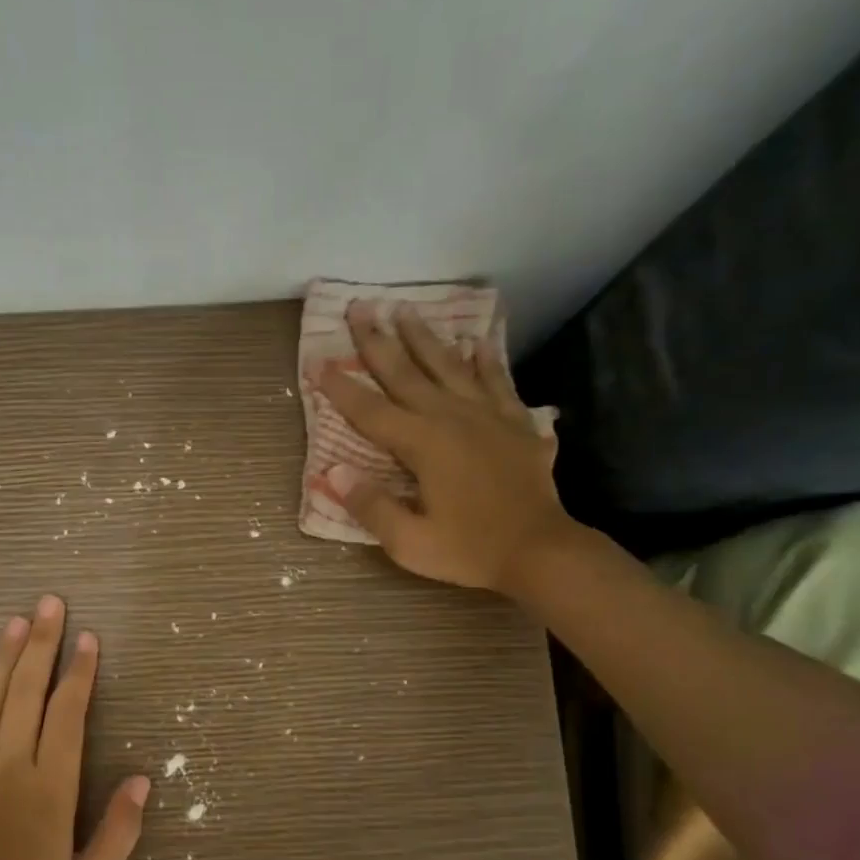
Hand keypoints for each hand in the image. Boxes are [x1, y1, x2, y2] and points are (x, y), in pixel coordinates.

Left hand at [0, 595, 148, 859]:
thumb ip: (119, 832)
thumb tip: (143, 780)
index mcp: (50, 785)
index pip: (68, 713)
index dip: (80, 673)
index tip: (88, 639)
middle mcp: (10, 763)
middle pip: (27, 690)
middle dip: (42, 643)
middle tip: (50, 603)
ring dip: (3, 656)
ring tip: (15, 621)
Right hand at [317, 302, 573, 595]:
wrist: (541, 551)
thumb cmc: (470, 550)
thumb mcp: (409, 542)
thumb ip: (371, 506)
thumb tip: (334, 472)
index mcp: (423, 444)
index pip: (370, 411)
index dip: (341, 388)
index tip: (317, 363)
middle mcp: (452, 418)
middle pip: (406, 374)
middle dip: (378, 341)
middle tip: (359, 308)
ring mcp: (487, 417)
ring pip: (449, 367)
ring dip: (424, 338)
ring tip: (405, 309)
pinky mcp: (515, 424)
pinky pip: (497, 382)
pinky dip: (486, 361)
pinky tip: (477, 342)